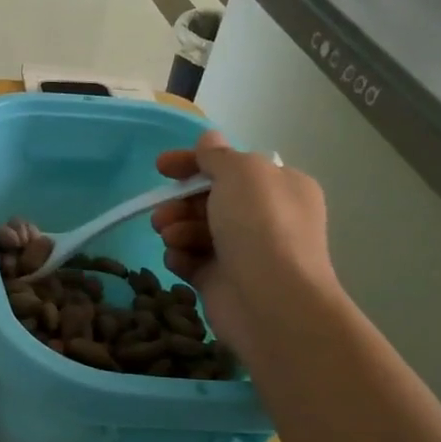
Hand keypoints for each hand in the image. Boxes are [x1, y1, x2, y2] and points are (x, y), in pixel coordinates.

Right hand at [150, 132, 338, 357]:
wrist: (272, 302)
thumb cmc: (261, 226)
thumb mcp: (241, 173)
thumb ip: (218, 155)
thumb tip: (209, 139)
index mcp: (280, 187)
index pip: (231, 166)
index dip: (194, 162)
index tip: (160, 167)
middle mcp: (266, 217)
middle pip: (209, 199)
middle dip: (180, 202)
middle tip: (162, 212)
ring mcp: (244, 251)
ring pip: (196, 229)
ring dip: (177, 228)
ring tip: (169, 237)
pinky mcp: (222, 281)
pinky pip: (192, 260)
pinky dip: (180, 257)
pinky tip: (178, 260)